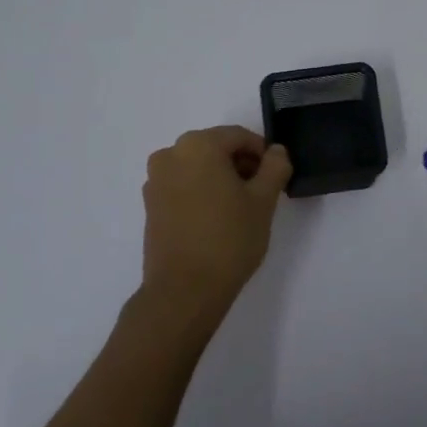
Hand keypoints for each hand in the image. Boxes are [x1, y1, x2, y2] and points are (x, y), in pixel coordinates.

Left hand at [139, 127, 290, 327]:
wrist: (185, 290)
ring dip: (220, 179)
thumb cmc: (229, 238)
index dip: (262, 153)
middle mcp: (170, 154)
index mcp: (198, 145)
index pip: (239, 137)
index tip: (276, 177)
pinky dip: (201, 192)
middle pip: (215, 148)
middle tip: (261, 193)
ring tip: (239, 209)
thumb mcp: (264, 200)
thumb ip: (275, 167)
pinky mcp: (150, 205)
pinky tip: (216, 219)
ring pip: (198, 167)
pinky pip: (182, 186)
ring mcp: (155, 180)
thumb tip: (276, 152)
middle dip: (240, 165)